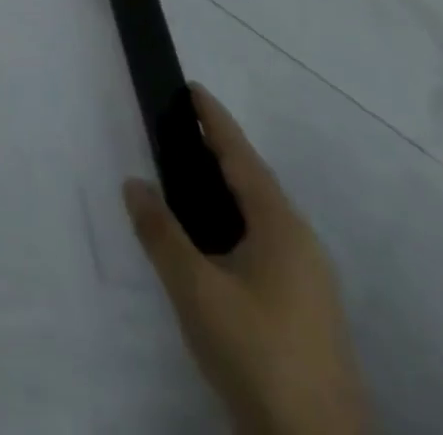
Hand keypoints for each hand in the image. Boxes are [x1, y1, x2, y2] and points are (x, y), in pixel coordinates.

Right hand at [124, 86, 369, 434]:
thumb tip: (134, 183)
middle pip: (255, 183)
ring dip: (226, 189)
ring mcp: (309, 283)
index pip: (242, 158)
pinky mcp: (304, 312)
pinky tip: (210, 240)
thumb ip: (161, 232)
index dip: (215, 121)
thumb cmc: (257, 353)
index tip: (192, 88)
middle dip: (219, 152)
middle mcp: (302, 247)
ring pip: (260, 217)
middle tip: (179, 127)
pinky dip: (232, 222)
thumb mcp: (195, 289)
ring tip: (186, 176)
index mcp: (282, 230)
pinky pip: (263, 244)